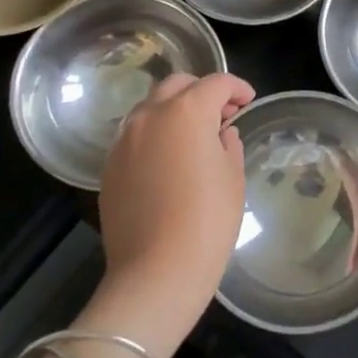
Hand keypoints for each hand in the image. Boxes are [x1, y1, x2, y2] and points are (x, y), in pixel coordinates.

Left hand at [92, 72, 253, 355]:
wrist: (155, 274)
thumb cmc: (207, 222)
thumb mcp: (233, 177)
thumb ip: (228, 144)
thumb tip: (220, 134)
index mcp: (186, 112)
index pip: (216, 83)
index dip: (237, 88)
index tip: (248, 101)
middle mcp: (149, 116)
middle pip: (177, 85)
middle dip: (202, 91)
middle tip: (221, 114)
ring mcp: (124, 141)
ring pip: (150, 108)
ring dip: (174, 111)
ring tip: (194, 137)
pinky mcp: (109, 167)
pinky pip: (135, 136)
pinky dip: (155, 135)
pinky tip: (169, 161)